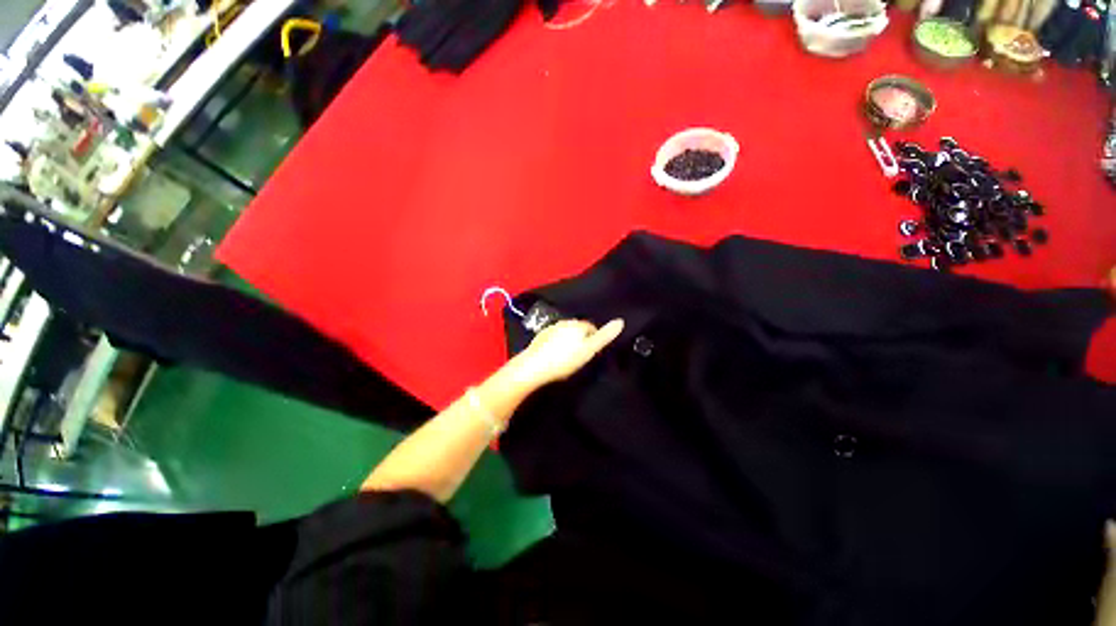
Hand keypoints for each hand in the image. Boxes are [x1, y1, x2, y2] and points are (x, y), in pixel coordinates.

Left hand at [510, 319, 624, 387]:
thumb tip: (620, 321)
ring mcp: (551, 329)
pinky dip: (557, 345)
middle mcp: (564, 323)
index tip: (593, 352)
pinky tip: (555, 356)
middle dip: (582, 339)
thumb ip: (604, 336)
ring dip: (569, 342)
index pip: (592, 328)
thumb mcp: (589, 350)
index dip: (595, 339)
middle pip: (578, 330)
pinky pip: (554, 339)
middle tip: (581, 356)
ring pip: (565, 334)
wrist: (534, 367)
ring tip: (568, 358)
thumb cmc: (564, 360)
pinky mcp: (540, 337)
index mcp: (577, 325)